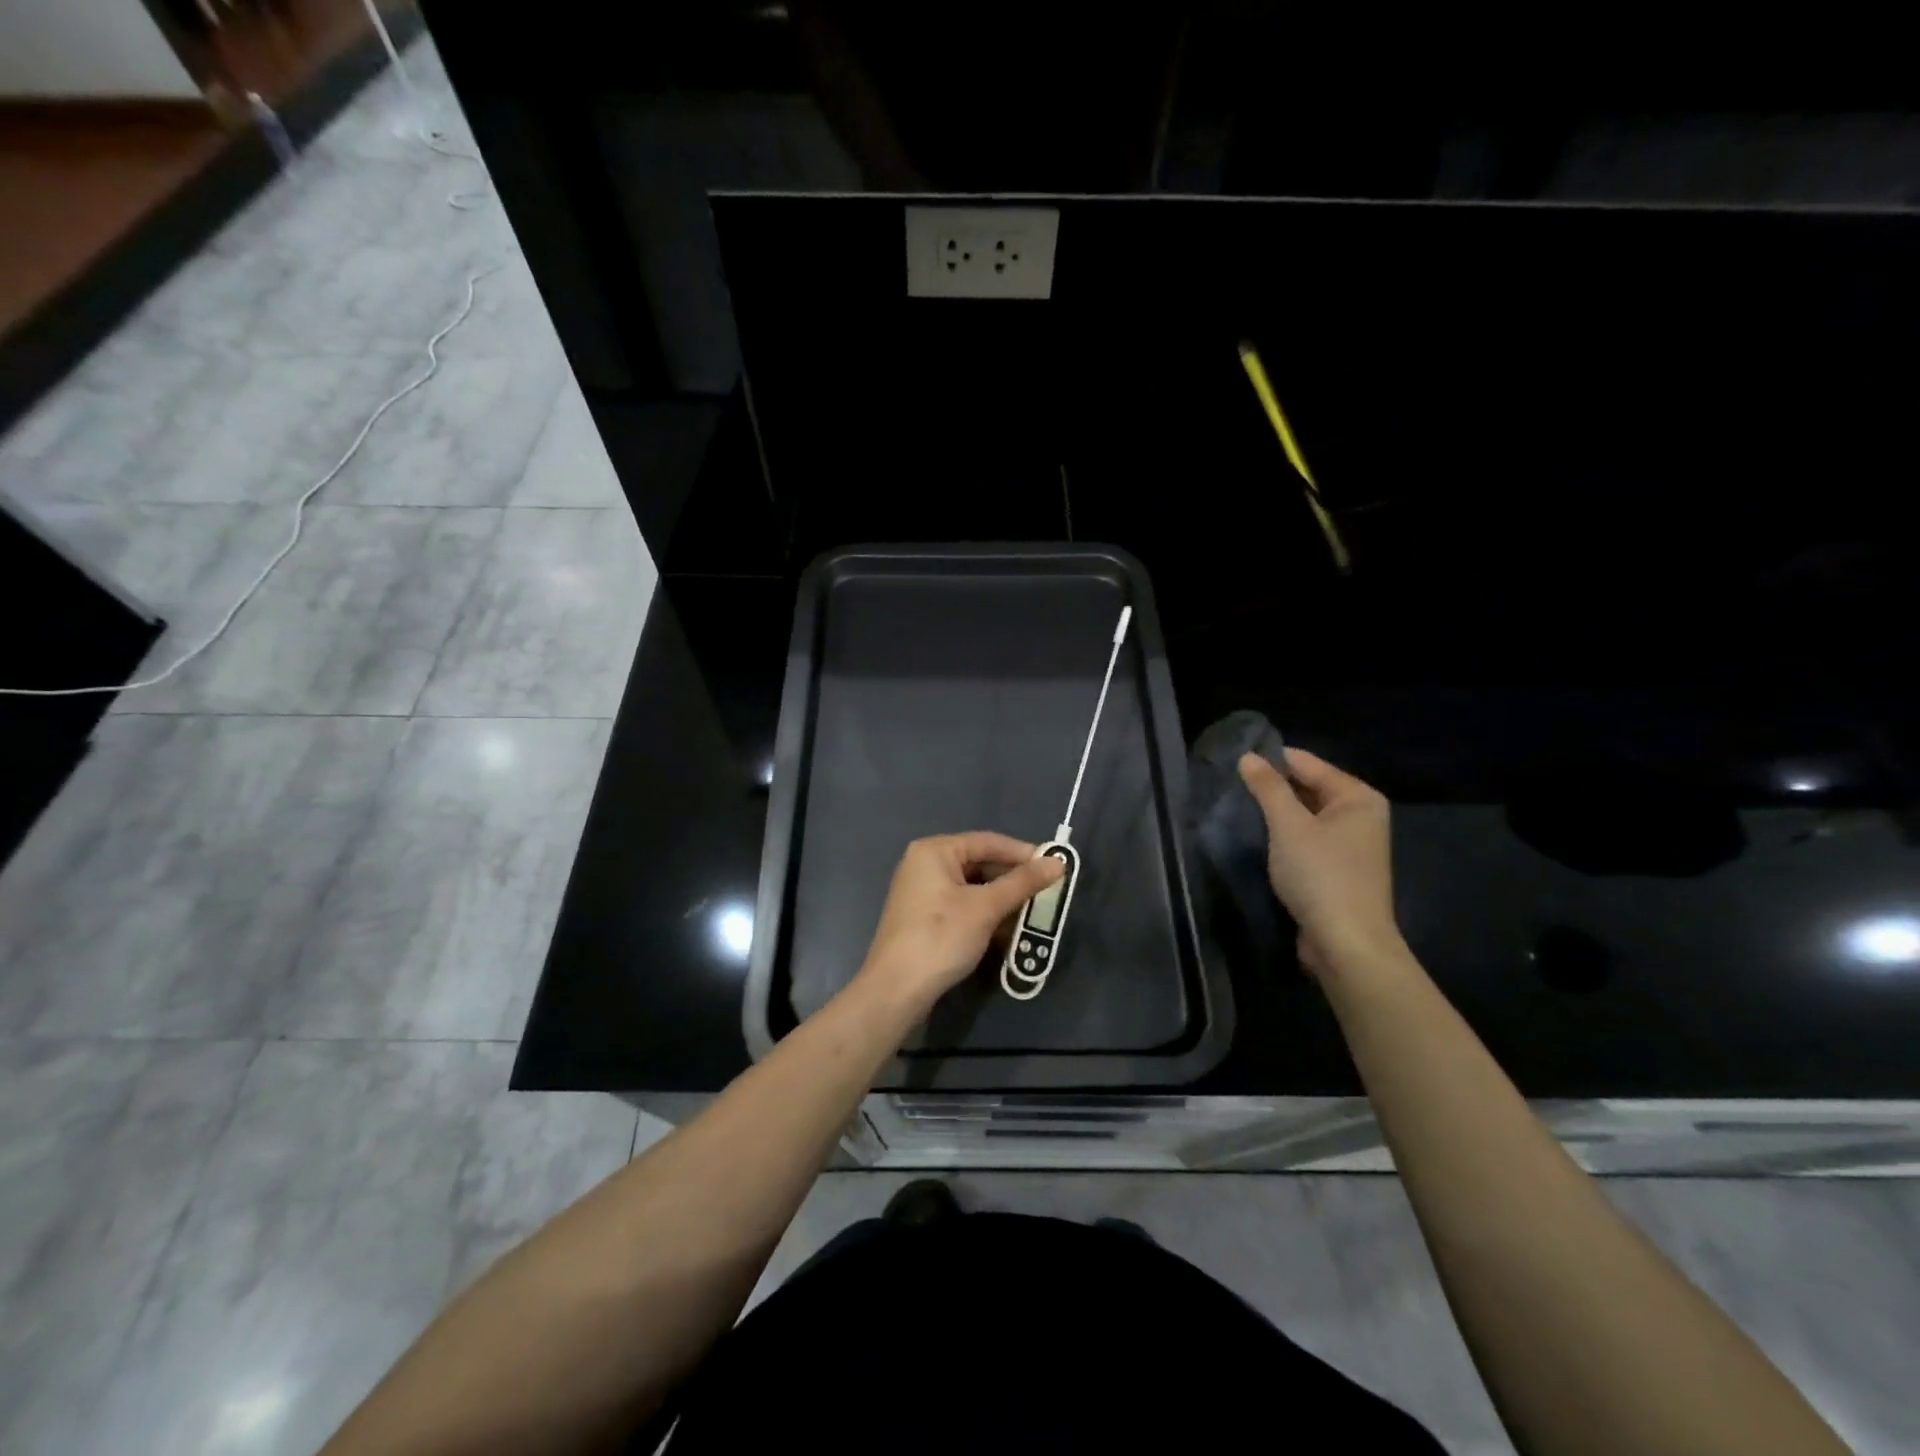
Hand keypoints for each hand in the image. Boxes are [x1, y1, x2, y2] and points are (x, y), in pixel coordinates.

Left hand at [857, 833, 1065, 1012]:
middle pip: (980, 863)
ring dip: (1003, 900)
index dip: (1023, 853)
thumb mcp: (986, 908)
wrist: (896, 989)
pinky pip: (963, 905)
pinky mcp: (925, 917)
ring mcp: (923, 892)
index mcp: (935, 851)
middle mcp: (925, 864)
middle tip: (1047, 892)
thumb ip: (1022, 883)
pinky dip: (986, 914)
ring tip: (1033, 913)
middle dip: (1014, 880)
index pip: (988, 842)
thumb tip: (1059, 862)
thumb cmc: (940, 937)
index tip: (1055, 866)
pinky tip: (1008, 930)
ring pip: (974, 887)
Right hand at [1237, 748, 1404, 977]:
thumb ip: (1267, 788)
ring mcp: (1349, 845)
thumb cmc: (1321, 875)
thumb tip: (1247, 756)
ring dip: (1274, 815)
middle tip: (1228, 785)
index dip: (1270, 760)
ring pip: (1303, 816)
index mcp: (1357, 797)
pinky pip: (1305, 840)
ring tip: (1234, 808)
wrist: (1346, 943)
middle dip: (1271, 788)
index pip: (1306, 764)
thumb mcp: (1288, 825)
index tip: (1231, 760)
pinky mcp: (1336, 869)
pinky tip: (1255, 837)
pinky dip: (1282, 837)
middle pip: (1307, 788)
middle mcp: (1359, 816)